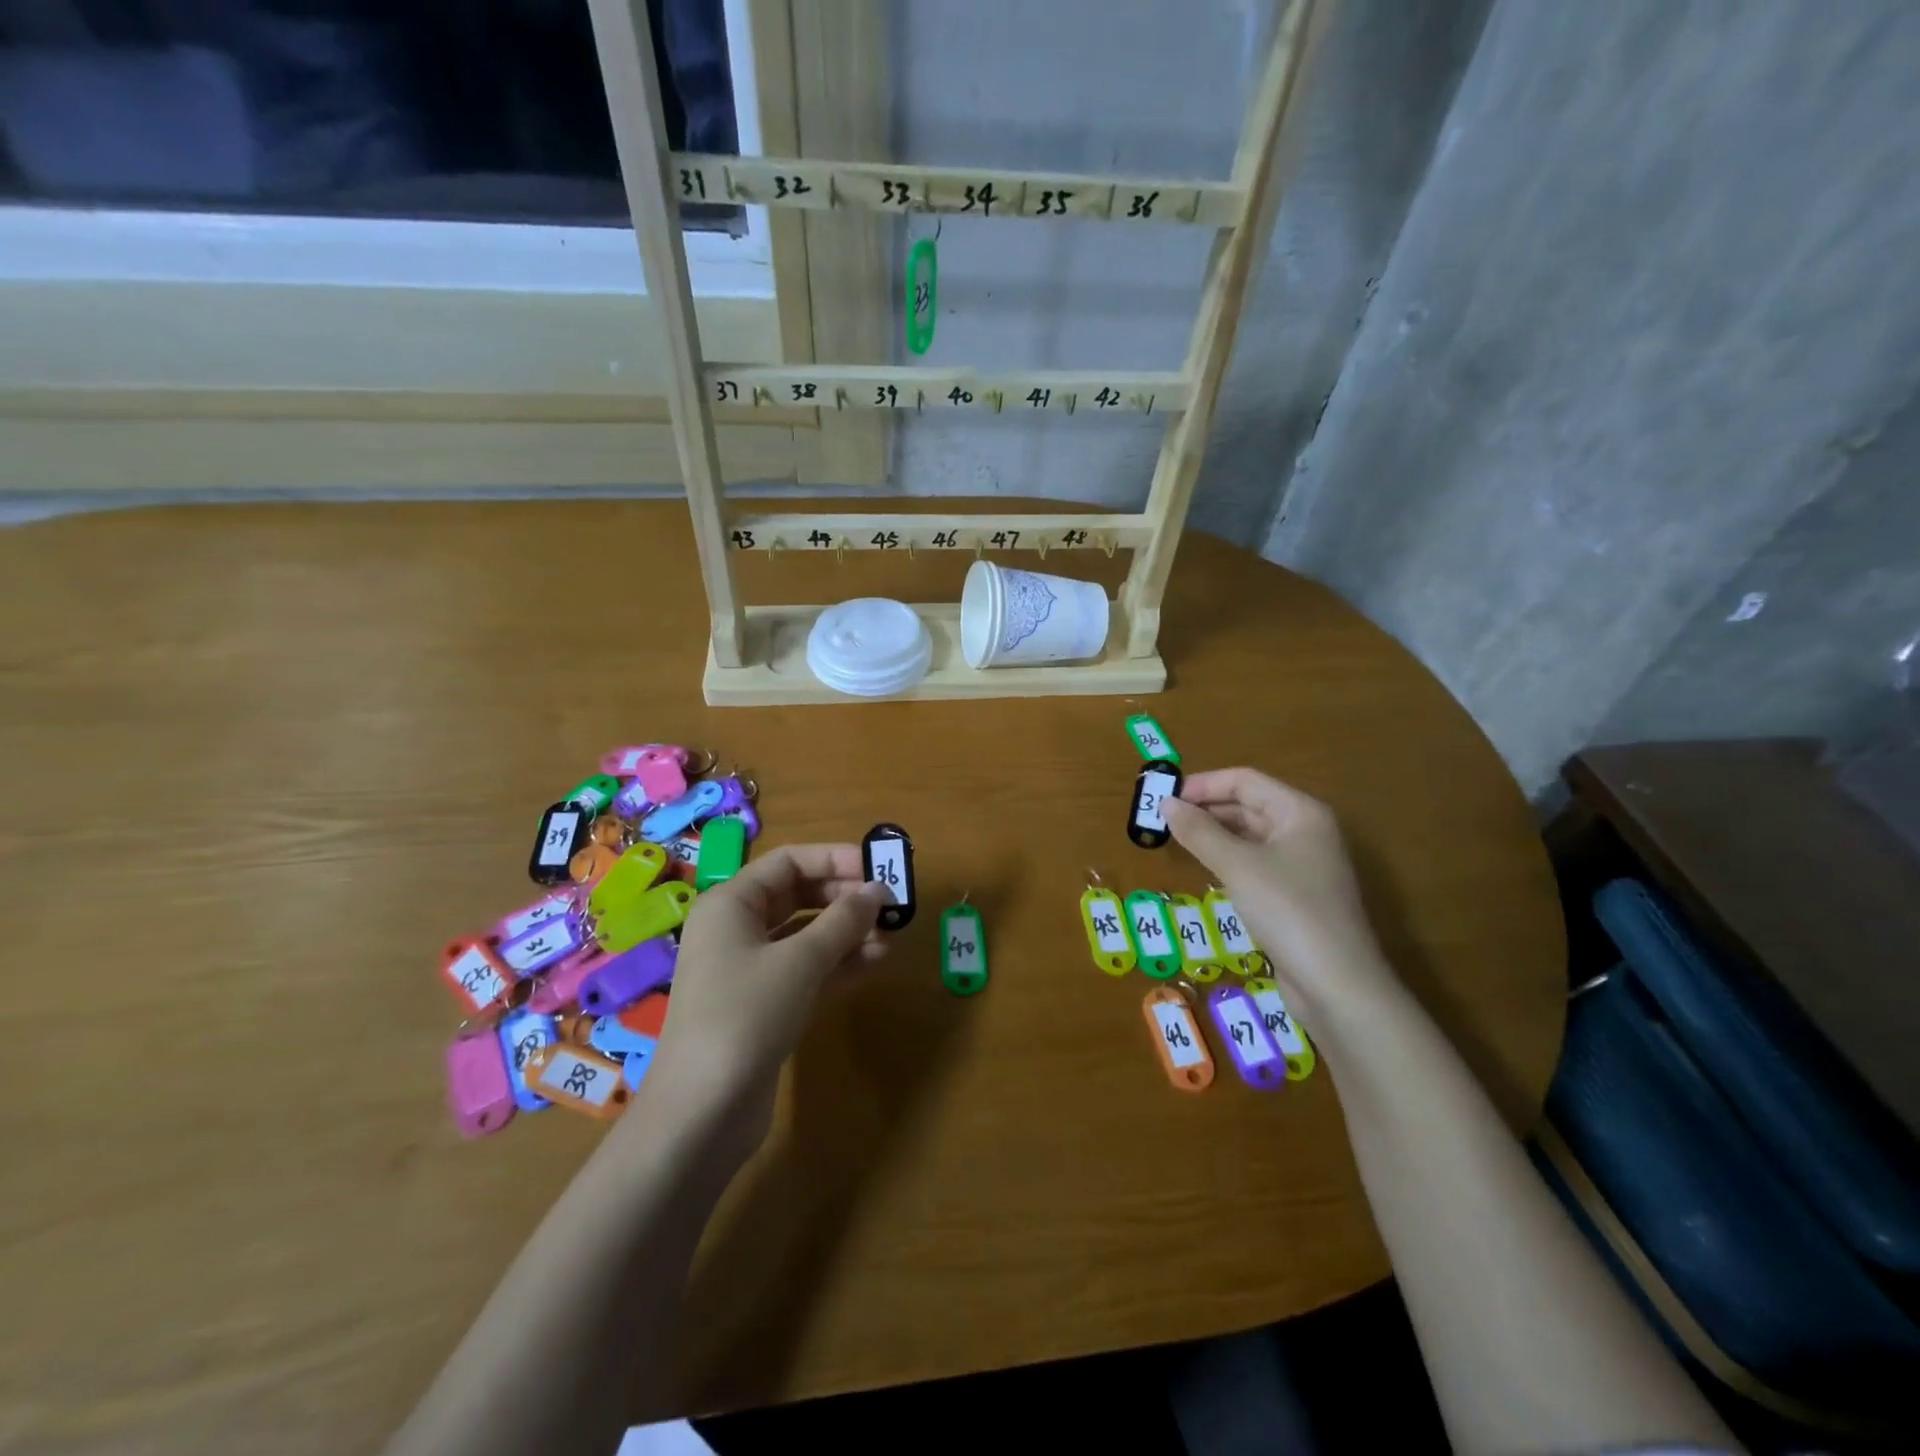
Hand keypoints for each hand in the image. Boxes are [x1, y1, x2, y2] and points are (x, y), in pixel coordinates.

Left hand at [645, 845, 890, 1140]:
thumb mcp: (800, 960)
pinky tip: (876, 961)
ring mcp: (750, 970)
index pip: (789, 861)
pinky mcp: (765, 1005)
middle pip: (799, 895)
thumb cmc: (745, 1015)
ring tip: (891, 935)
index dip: (835, 858)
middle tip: (891, 905)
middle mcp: (737, 929)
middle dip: (845, 897)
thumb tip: (878, 891)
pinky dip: (839, 963)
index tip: (879, 867)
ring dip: (848, 932)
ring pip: (806, 935)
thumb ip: (843, 920)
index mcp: (731, 904)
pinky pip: (807, 970)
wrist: (701, 1113)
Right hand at [1161, 769, 1397, 1022]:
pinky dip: (1227, 860)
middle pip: (1248, 805)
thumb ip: (1199, 831)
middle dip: (1206, 809)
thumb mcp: (1237, 866)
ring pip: (1250, 836)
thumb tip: (1165, 804)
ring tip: (1176, 841)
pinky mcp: (1295, 895)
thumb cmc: (1288, 911)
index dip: (1203, 785)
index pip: (1245, 780)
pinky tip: (1205, 869)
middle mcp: (1305, 831)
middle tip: (1163, 820)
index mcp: (1300, 812)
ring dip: (1214, 835)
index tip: (1164, 798)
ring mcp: (1303, 865)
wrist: (1337, 985)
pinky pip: (1255, 863)